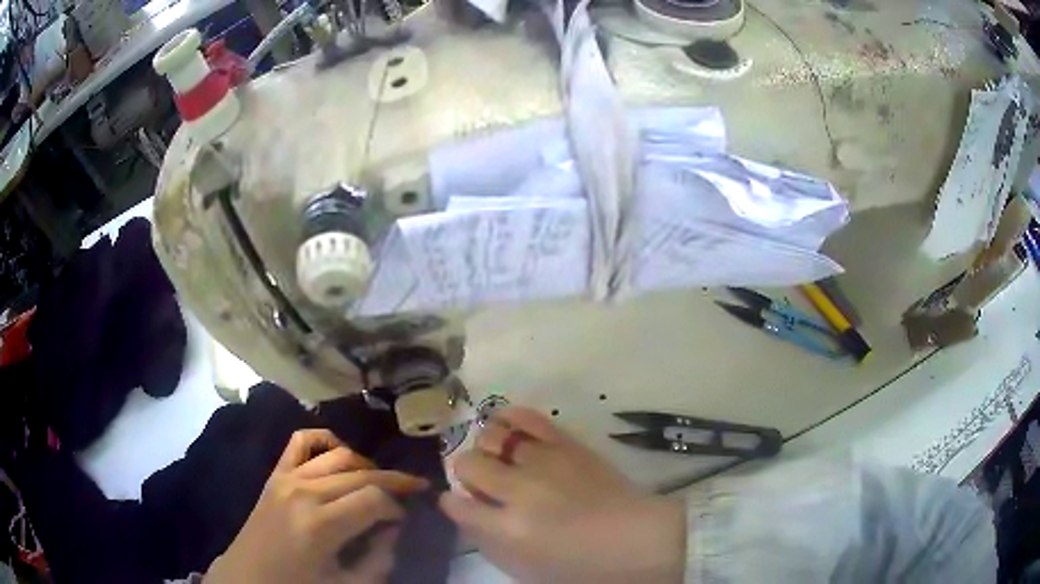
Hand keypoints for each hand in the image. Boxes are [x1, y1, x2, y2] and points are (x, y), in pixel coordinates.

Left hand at [205, 429, 428, 583]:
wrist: (250, 576)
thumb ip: (379, 557)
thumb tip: (394, 527)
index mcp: (320, 525)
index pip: (373, 499)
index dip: (397, 507)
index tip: (404, 520)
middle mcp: (304, 492)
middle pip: (360, 473)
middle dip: (393, 481)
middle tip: (412, 492)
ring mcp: (286, 478)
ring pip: (338, 454)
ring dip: (366, 464)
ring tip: (380, 481)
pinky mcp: (276, 474)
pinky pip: (302, 441)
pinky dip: (325, 439)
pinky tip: (341, 453)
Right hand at [440, 407, 685, 583]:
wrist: (635, 538)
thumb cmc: (579, 564)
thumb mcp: (523, 567)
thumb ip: (486, 539)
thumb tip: (464, 509)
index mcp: (508, 529)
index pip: (456, 504)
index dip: (451, 501)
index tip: (457, 500)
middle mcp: (518, 490)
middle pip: (467, 464)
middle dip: (466, 472)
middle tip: (481, 481)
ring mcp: (543, 461)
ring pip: (491, 436)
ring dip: (486, 447)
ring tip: (498, 456)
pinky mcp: (566, 442)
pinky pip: (525, 416)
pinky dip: (509, 418)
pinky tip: (507, 427)